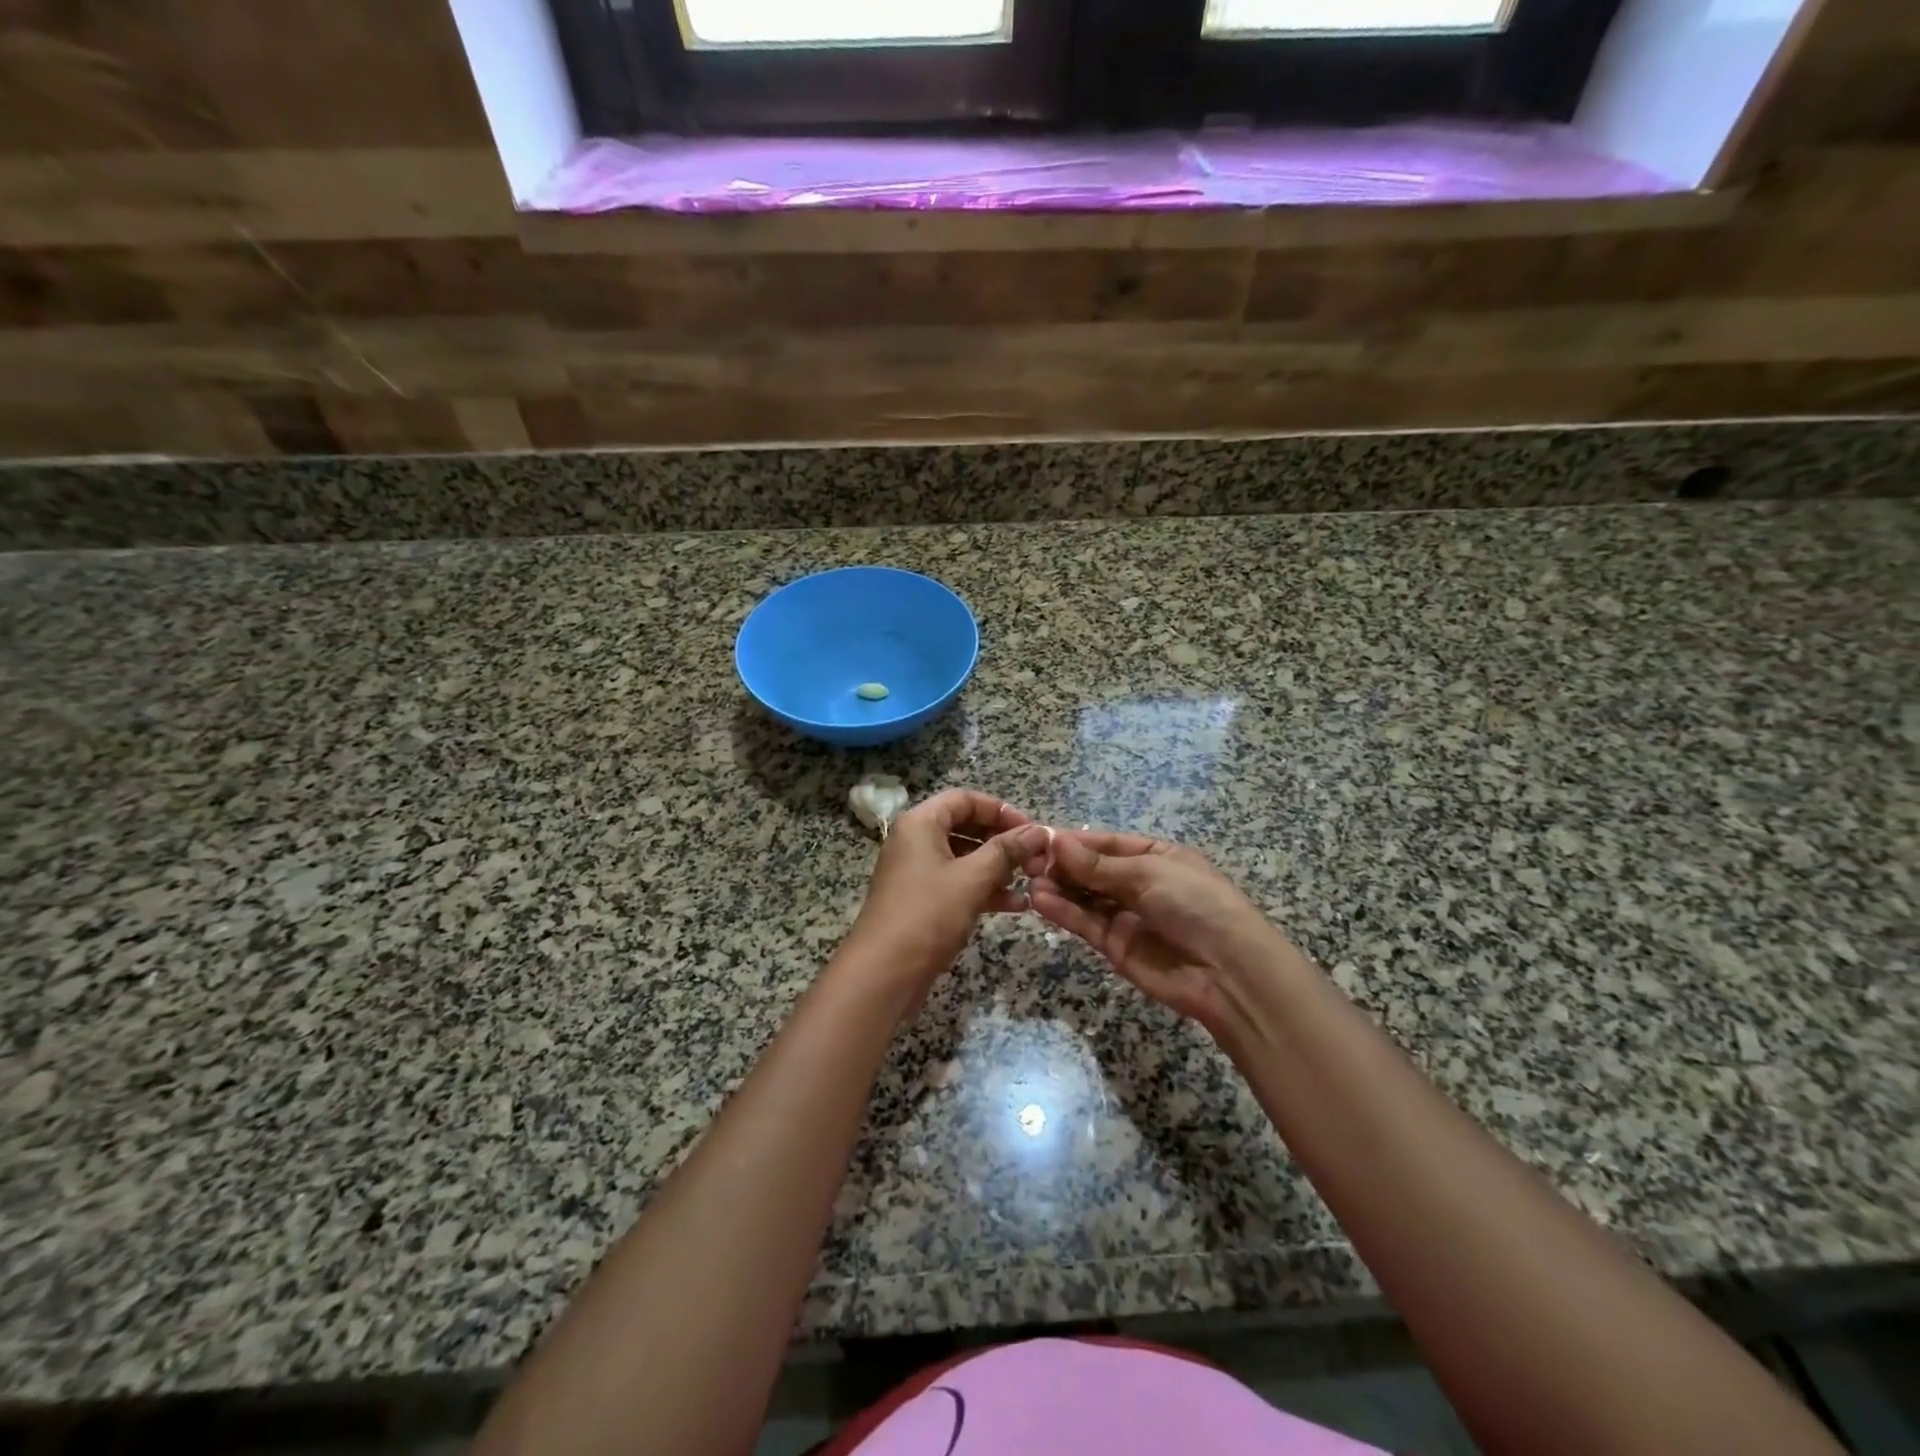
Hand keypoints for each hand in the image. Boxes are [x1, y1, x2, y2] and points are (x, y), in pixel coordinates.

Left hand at [845, 789, 1048, 997]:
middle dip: (1003, 841)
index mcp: (920, 823)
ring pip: (964, 858)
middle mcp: (915, 841)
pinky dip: (984, 890)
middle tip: (1035, 858)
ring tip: (1031, 882)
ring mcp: (916, 872)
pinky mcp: (921, 901)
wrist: (884, 974)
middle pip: (966, 827)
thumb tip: (1039, 831)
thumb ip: (1007, 851)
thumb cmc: (927, 914)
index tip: (1032, 829)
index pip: (965, 799)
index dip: (1001, 810)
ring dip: (998, 868)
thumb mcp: (972, 879)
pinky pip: (958, 884)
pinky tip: (1015, 906)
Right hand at [1029, 831, 1291, 1031]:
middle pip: (1092, 870)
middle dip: (1063, 865)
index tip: (1041, 839)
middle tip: (1028, 862)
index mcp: (1157, 856)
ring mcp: (1126, 915)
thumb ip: (1098, 864)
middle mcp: (1139, 883)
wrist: (1227, 971)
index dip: (1076, 842)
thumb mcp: (1148, 873)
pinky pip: (1085, 923)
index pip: (1108, 843)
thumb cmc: (1195, 904)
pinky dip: (1063, 912)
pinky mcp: (1115, 946)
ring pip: (1084, 897)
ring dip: (1058, 888)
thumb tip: (1056, 841)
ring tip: (1030, 881)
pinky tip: (1040, 901)